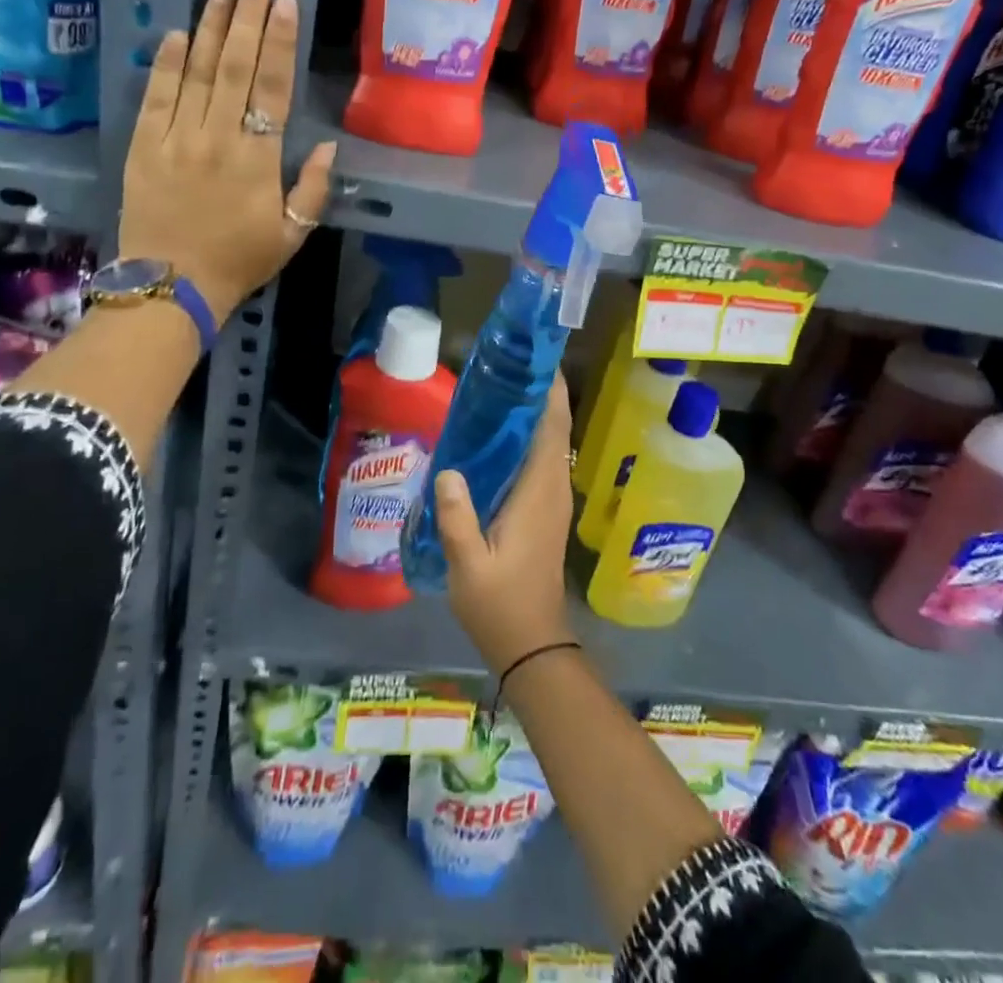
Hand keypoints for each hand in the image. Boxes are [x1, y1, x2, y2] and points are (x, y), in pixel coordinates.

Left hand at [119, 0, 335, 320]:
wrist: (171, 287)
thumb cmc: (240, 261)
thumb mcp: (293, 234)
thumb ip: (312, 188)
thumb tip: (327, 145)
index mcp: (257, 159)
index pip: (272, 87)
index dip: (279, 41)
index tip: (285, 0)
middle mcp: (217, 138)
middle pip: (233, 66)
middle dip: (246, 16)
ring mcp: (175, 139)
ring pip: (195, 72)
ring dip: (209, 26)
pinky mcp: (142, 147)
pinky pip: (156, 97)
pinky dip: (166, 63)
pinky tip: (176, 33)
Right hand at [434, 374, 577, 674]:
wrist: (532, 644)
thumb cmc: (500, 605)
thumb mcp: (468, 565)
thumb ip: (458, 518)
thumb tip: (448, 469)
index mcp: (540, 492)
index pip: (553, 428)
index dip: (551, 390)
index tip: (537, 358)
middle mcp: (553, 488)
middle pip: (554, 428)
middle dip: (540, 393)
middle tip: (508, 364)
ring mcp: (552, 500)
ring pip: (550, 443)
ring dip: (535, 413)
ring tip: (501, 388)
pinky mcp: (546, 510)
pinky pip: (542, 460)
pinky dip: (529, 438)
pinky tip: (498, 436)